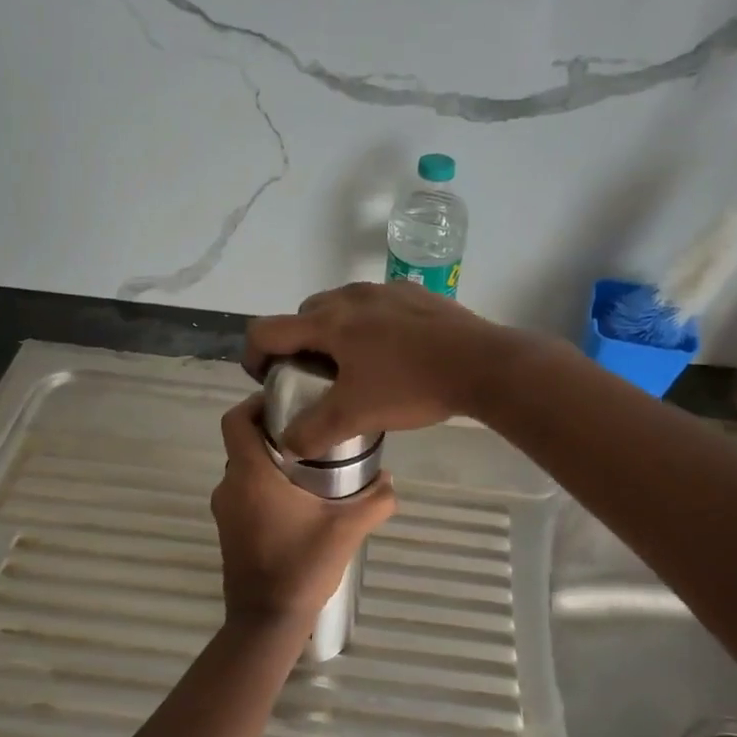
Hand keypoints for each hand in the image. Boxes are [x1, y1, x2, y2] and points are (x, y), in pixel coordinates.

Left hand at [211, 393, 396, 633]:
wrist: (267, 620)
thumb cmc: (302, 566)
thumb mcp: (347, 530)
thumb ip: (375, 501)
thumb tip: (390, 480)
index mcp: (250, 475)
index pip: (236, 419)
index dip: (256, 403)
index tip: (287, 403)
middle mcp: (230, 486)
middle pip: (243, 442)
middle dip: (273, 433)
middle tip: (311, 432)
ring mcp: (225, 510)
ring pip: (244, 469)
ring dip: (270, 462)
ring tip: (311, 466)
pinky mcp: (228, 530)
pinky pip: (243, 493)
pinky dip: (264, 486)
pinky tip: (298, 500)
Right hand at [244, 282, 523, 457]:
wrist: (481, 364)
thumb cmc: (410, 386)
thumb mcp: (356, 416)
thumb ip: (314, 432)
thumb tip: (288, 446)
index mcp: (328, 322)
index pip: (267, 330)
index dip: (254, 356)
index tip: (267, 380)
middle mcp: (350, 297)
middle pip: (303, 315)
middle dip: (298, 345)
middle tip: (313, 378)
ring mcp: (386, 290)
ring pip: (342, 307)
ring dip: (335, 333)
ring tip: (354, 367)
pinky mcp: (416, 294)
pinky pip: (377, 306)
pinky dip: (370, 326)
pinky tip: (393, 354)